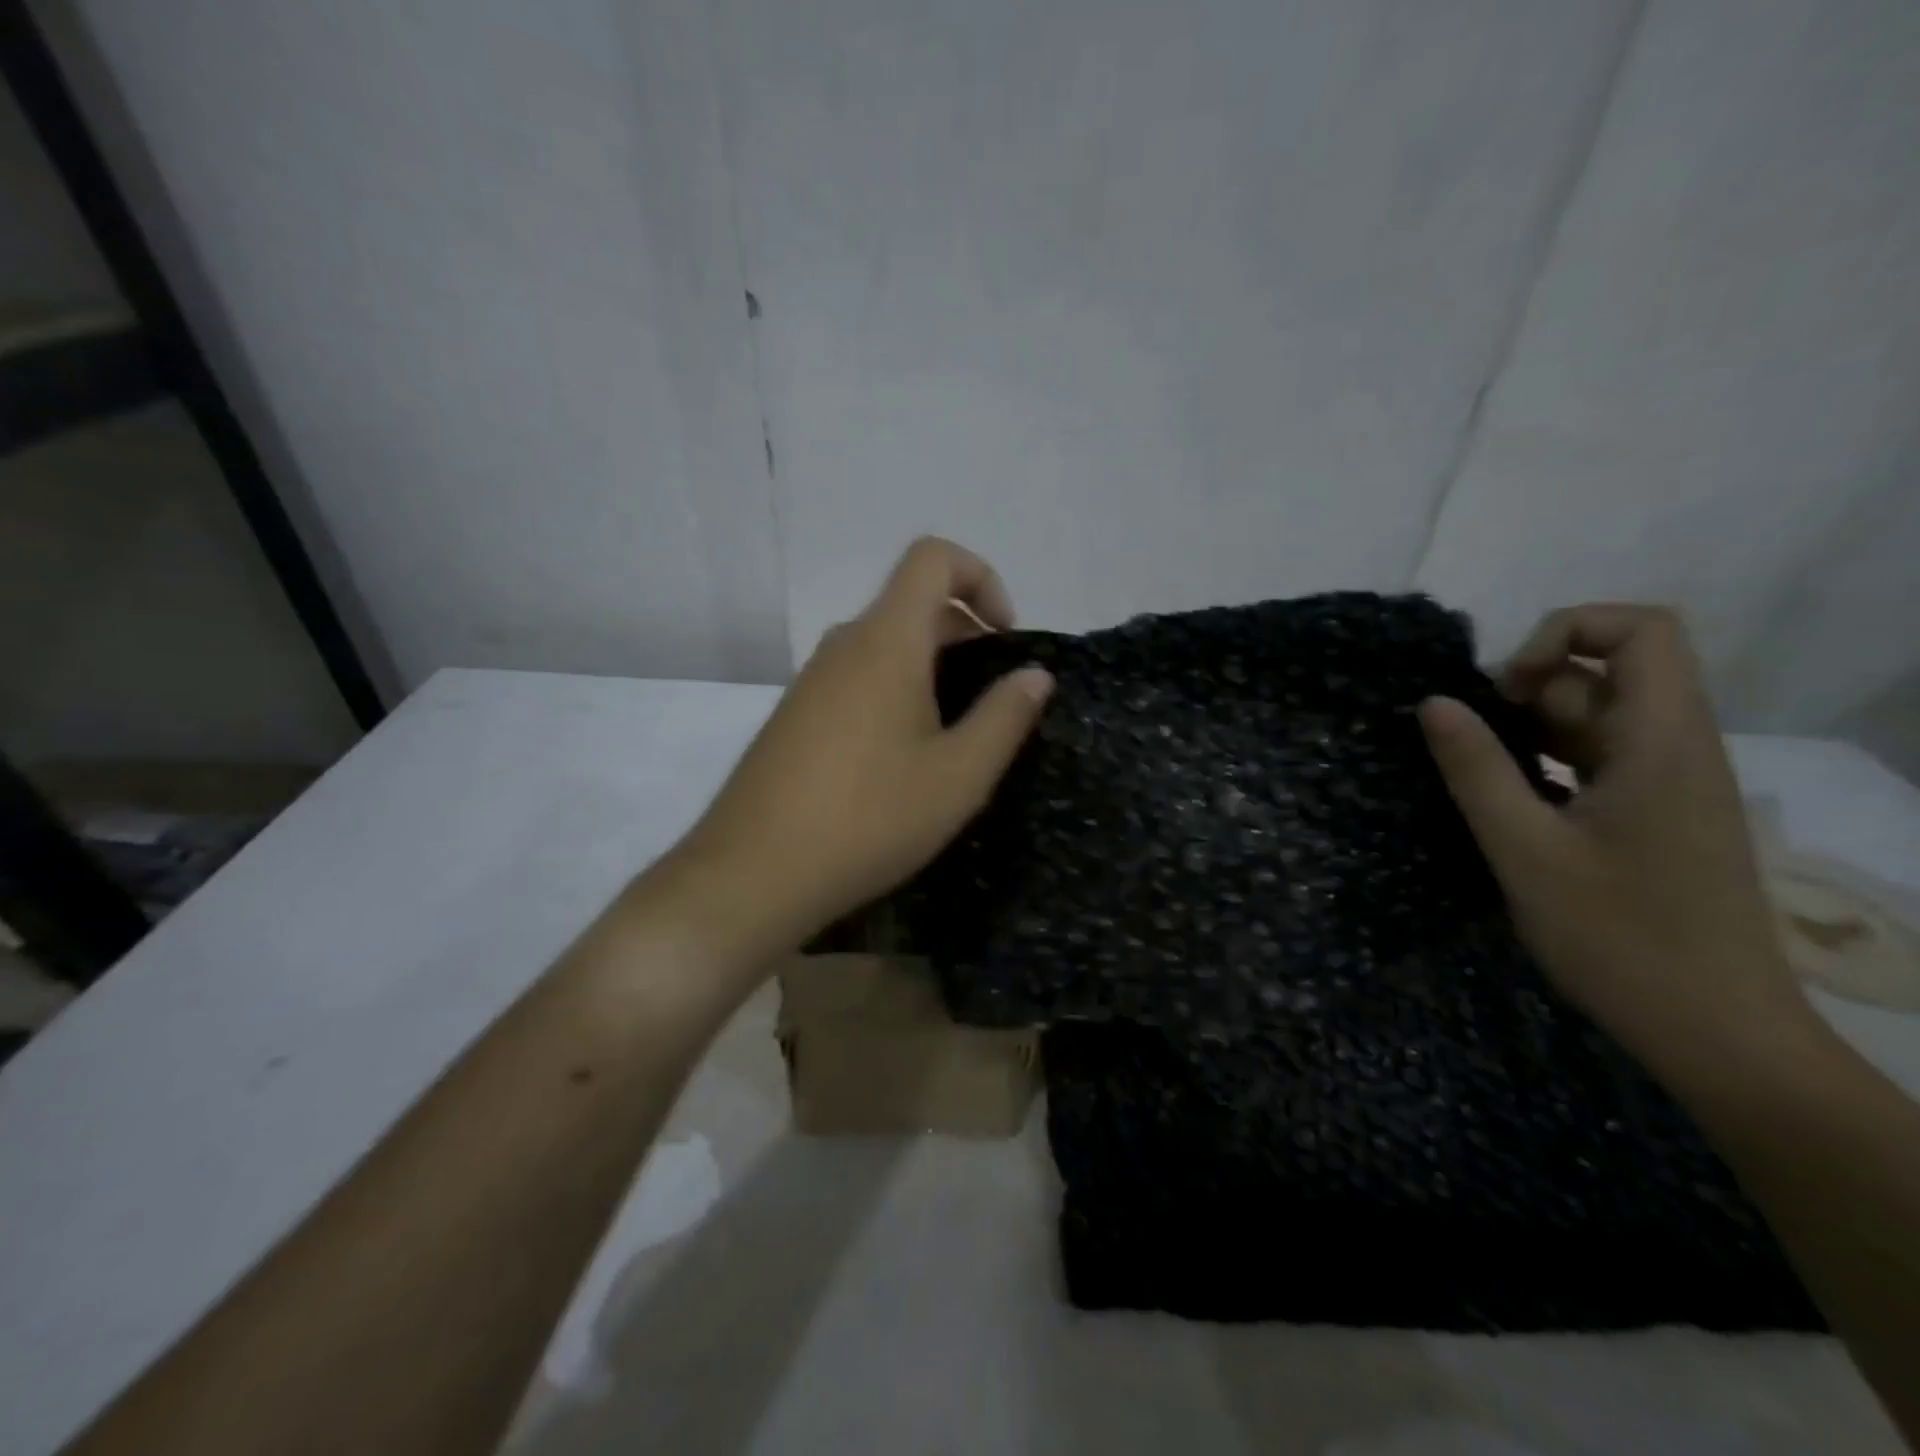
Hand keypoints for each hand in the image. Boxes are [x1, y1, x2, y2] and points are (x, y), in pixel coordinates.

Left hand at [664, 537, 1051, 959]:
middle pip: (910, 604)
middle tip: (992, 699)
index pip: (932, 558)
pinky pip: (856, 679)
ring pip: (883, 646)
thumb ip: (1004, 716)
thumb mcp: (958, 775)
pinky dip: (894, 693)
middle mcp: (843, 645)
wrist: (753, 873)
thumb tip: (1035, 674)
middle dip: (964, 634)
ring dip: (929, 669)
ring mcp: (811, 680)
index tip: (1005, 637)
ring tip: (953, 737)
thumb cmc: (869, 818)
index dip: (980, 576)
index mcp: (886, 641)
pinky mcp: (794, 715)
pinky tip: (901, 761)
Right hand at [1417, 605, 1813, 1072]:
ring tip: (1483, 776)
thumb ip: (1476, 769)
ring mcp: (1671, 783)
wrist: (1715, 1030)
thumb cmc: (1619, 937)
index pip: (1641, 630)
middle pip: (1609, 671)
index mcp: (1661, 743)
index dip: (1564, 631)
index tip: (1504, 687)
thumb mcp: (1524, 850)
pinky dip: (1550, 761)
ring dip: (1534, 728)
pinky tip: (1512, 803)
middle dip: (1531, 688)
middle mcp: (1677, 749)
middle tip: (1477, 742)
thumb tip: (1433, 701)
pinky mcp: (1659, 815)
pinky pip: (1601, 757)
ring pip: (1600, 716)